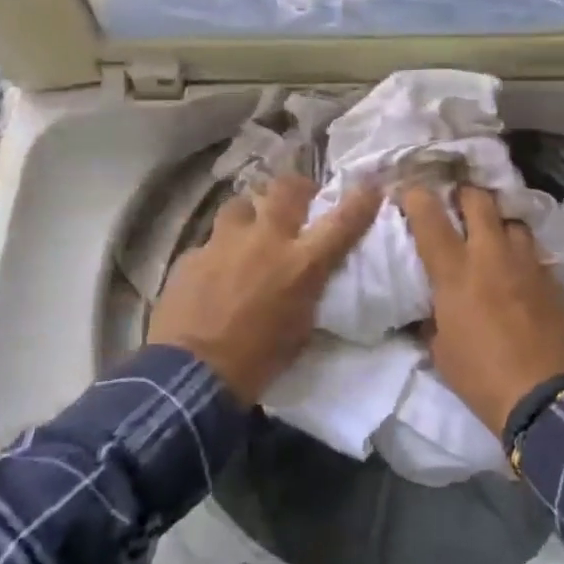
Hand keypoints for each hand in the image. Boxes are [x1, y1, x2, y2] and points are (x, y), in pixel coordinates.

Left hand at [149, 174, 379, 403]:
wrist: (192, 375)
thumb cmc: (258, 361)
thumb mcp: (301, 328)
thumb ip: (307, 292)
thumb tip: (308, 279)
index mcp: (301, 264)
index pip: (342, 222)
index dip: (361, 201)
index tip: (371, 188)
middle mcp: (265, 241)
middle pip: (287, 189)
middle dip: (298, 188)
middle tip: (300, 199)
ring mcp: (224, 243)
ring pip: (242, 203)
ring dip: (252, 212)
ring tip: (251, 229)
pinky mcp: (192, 254)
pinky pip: (211, 241)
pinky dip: (220, 251)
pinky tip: (215, 271)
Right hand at [399, 184, 563, 436]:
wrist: (543, 395)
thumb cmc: (480, 375)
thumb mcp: (440, 349)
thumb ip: (433, 317)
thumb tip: (431, 307)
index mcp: (455, 272)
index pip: (430, 218)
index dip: (417, 197)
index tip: (410, 192)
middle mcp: (491, 255)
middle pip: (479, 200)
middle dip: (464, 194)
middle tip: (456, 202)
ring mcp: (526, 263)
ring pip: (512, 220)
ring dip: (498, 222)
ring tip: (491, 235)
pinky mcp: (551, 278)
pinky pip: (532, 250)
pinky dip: (520, 252)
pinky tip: (516, 269)